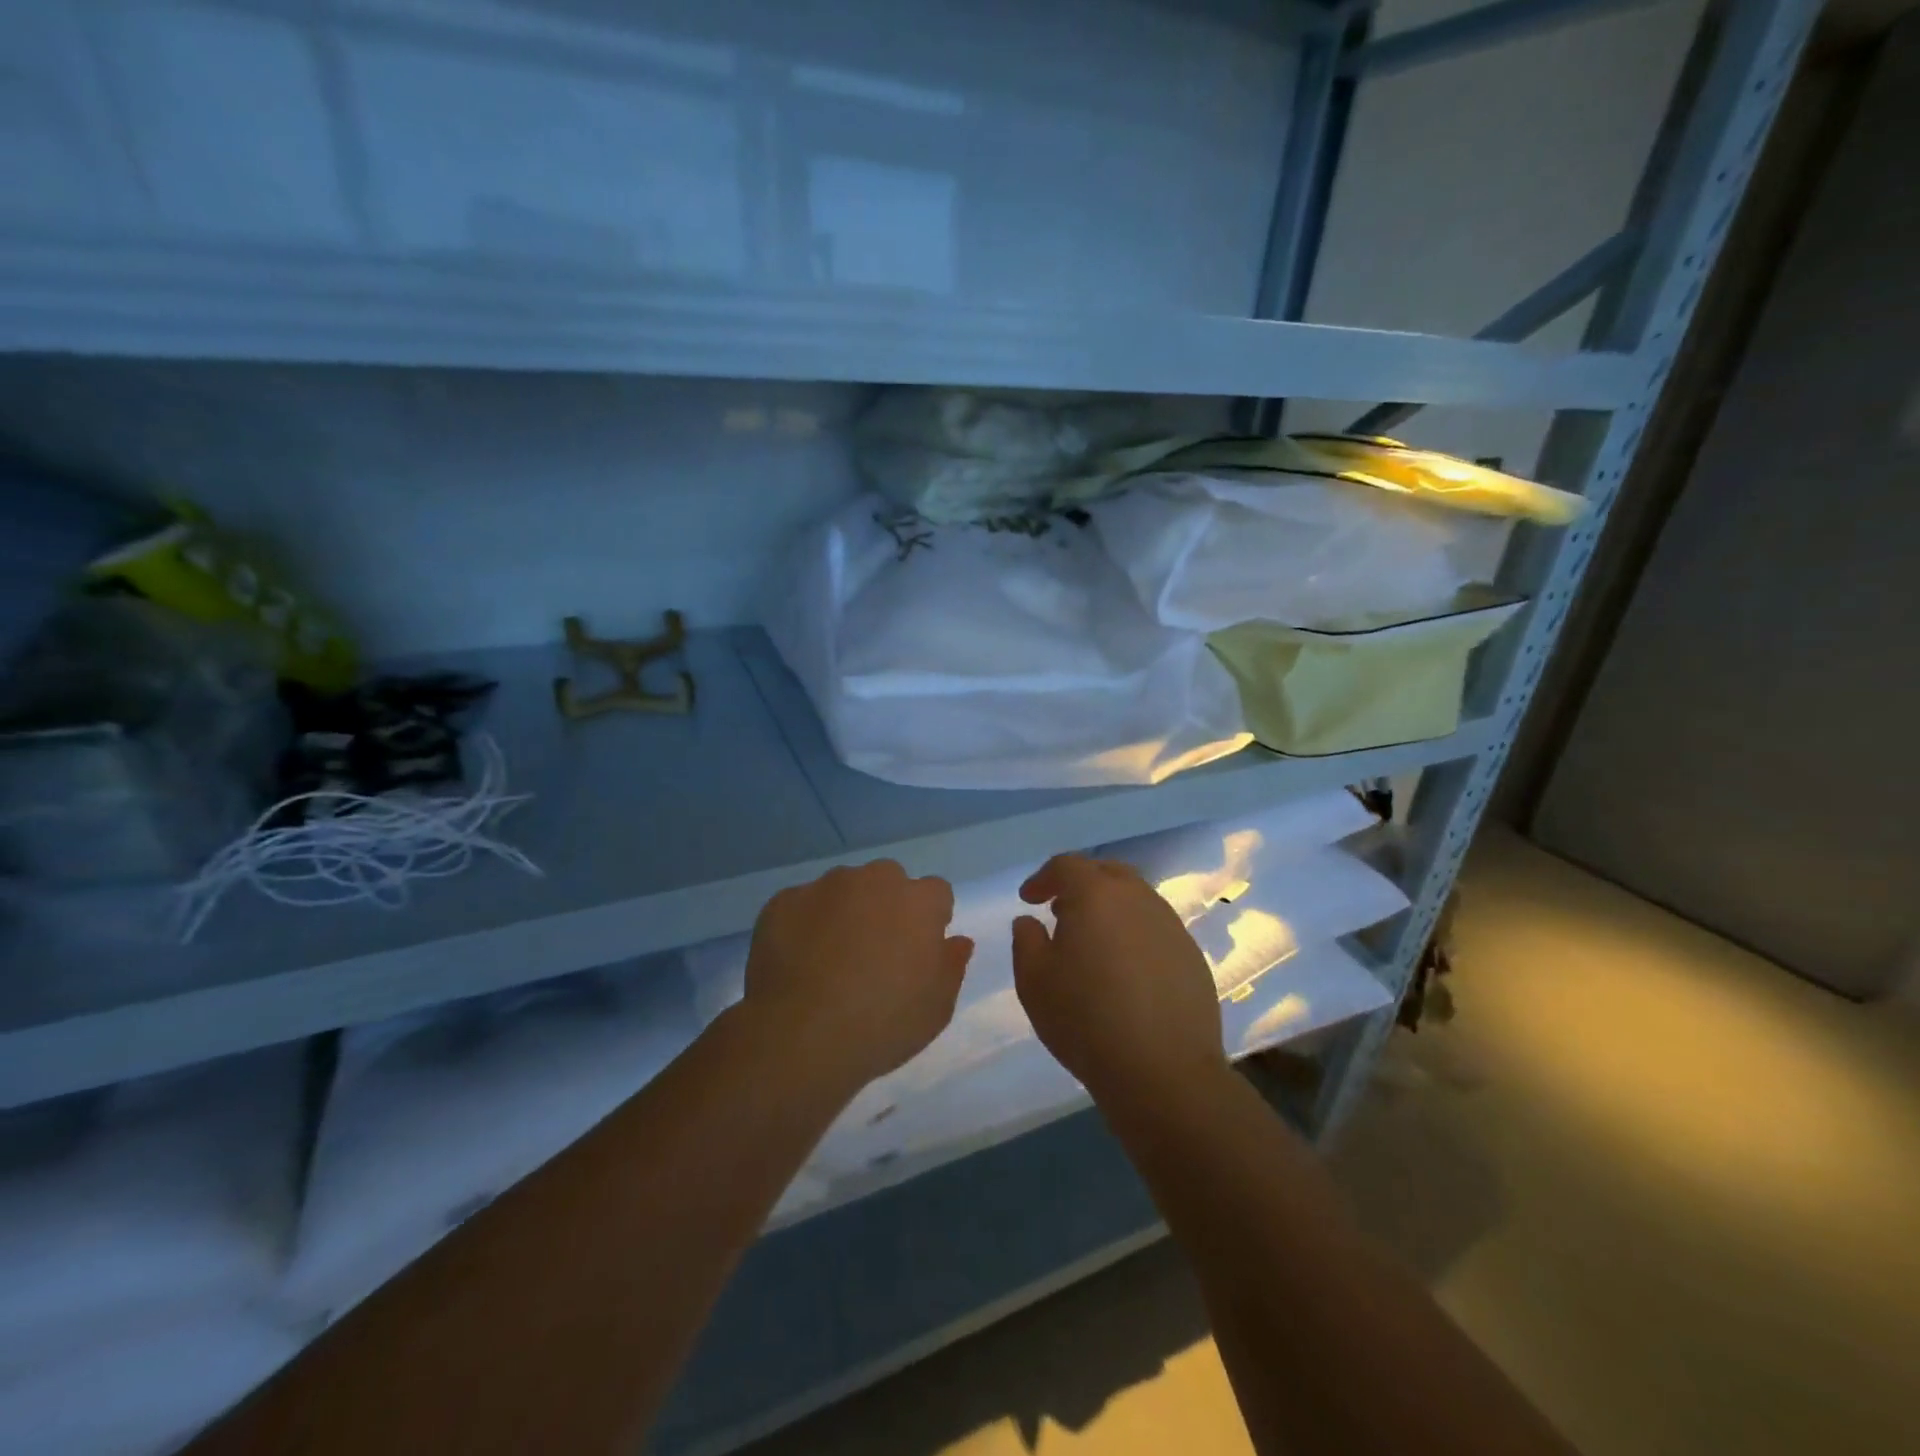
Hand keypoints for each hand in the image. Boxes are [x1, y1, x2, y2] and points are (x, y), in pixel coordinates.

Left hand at [741, 860, 973, 1092]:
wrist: (801, 1035)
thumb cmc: (883, 1023)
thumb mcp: (937, 1007)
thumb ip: (951, 965)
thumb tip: (958, 941)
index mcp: (919, 901)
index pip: (936, 893)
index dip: (929, 920)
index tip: (917, 951)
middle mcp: (874, 880)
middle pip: (888, 882)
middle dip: (885, 906)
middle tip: (874, 953)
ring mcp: (824, 886)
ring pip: (842, 889)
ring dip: (843, 912)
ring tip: (829, 959)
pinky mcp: (783, 901)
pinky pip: (801, 906)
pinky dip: (803, 925)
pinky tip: (797, 962)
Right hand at [1012, 854, 1226, 1102]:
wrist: (1164, 1072)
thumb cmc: (1086, 1020)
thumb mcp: (1034, 981)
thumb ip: (1026, 941)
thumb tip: (1030, 921)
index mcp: (1096, 895)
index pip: (1066, 866)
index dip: (1043, 878)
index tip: (1029, 899)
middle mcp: (1138, 899)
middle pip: (1107, 873)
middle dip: (1081, 884)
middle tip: (1061, 911)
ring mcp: (1171, 926)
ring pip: (1136, 899)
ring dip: (1110, 908)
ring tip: (1093, 941)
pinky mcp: (1192, 955)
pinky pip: (1156, 928)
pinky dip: (1134, 934)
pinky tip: (1125, 970)